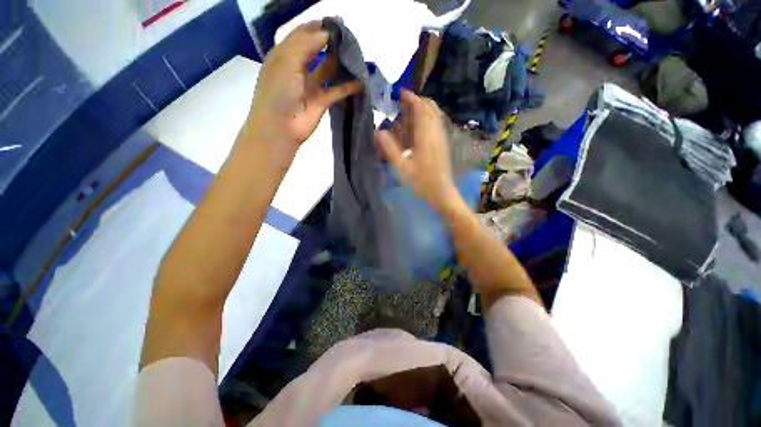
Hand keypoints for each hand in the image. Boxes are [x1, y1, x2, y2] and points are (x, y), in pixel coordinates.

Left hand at [246, 22, 361, 151]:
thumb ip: (306, 44)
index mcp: (285, 55)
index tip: (336, 23)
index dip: (317, 27)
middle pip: (316, 51)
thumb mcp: (287, 60)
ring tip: (355, 55)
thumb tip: (326, 33)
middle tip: (348, 38)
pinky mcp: (322, 102)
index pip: (302, 35)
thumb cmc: (278, 91)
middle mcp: (298, 68)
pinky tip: (360, 82)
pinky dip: (348, 87)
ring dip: (340, 63)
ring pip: (328, 70)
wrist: (281, 126)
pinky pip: (336, 91)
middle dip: (330, 43)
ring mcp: (310, 86)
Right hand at [375, 91, 460, 212]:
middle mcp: (436, 133)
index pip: (420, 109)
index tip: (400, 92)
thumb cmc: (421, 182)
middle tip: (404, 102)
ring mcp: (441, 138)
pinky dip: (429, 118)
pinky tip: (420, 126)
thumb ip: (390, 149)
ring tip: (410, 112)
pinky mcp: (443, 144)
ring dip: (424, 108)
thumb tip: (378, 132)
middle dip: (418, 100)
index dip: (411, 98)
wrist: (441, 192)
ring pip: (436, 115)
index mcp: (425, 136)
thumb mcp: (401, 167)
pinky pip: (437, 123)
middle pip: (431, 107)